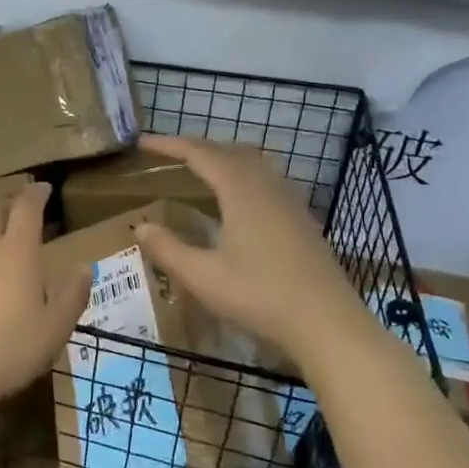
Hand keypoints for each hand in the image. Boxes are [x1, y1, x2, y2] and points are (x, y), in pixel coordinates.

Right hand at [132, 134, 364, 355]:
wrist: (328, 324)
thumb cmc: (260, 296)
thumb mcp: (202, 276)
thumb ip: (168, 249)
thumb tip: (140, 227)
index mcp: (241, 190)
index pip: (200, 154)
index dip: (169, 145)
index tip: (143, 143)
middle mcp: (267, 186)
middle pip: (229, 150)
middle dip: (197, 147)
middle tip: (169, 155)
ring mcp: (289, 202)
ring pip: (253, 163)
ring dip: (223, 158)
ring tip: (200, 170)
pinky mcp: (302, 220)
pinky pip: (267, 179)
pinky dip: (242, 175)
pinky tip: (237, 201)